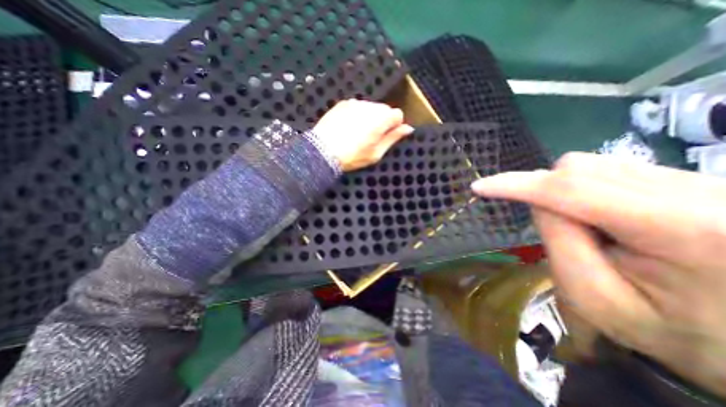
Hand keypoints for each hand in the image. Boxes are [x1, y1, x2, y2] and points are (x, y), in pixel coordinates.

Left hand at [312, 98, 413, 171]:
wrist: (323, 151)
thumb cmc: (353, 156)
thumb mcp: (376, 153)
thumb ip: (393, 138)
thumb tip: (408, 129)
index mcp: (381, 119)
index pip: (398, 114)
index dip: (394, 126)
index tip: (387, 136)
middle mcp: (370, 106)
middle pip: (384, 109)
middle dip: (382, 121)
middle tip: (371, 137)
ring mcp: (355, 103)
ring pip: (370, 107)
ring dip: (370, 117)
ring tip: (358, 133)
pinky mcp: (343, 104)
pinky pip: (357, 106)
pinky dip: (357, 114)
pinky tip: (349, 127)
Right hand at [474, 152, 725, 396]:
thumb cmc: (670, 332)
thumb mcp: (593, 296)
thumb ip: (558, 240)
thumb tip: (538, 200)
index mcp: (686, 230)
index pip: (572, 189)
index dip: (517, 185)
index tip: (479, 187)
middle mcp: (705, 192)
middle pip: (581, 168)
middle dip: (544, 191)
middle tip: (555, 228)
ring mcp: (706, 181)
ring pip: (594, 164)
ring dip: (565, 191)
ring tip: (585, 228)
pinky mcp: (697, 181)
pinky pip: (612, 169)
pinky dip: (585, 189)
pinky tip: (601, 217)